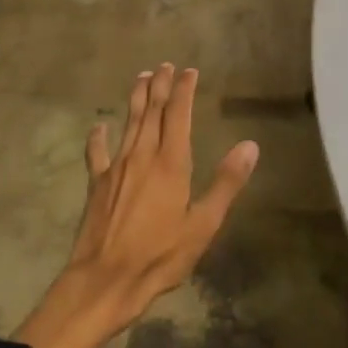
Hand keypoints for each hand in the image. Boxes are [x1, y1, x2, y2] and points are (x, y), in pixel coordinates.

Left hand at [16, 64, 258, 347]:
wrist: (104, 282)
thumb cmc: (159, 256)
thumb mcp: (203, 224)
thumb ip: (226, 183)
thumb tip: (249, 145)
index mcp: (171, 162)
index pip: (178, 114)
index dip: (184, 90)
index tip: (189, 71)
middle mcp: (142, 155)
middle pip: (152, 111)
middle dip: (160, 86)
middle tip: (165, 66)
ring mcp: (116, 168)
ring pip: (128, 123)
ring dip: (136, 99)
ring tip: (141, 78)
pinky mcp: (97, 185)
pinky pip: (97, 154)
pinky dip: (98, 138)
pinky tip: (98, 127)